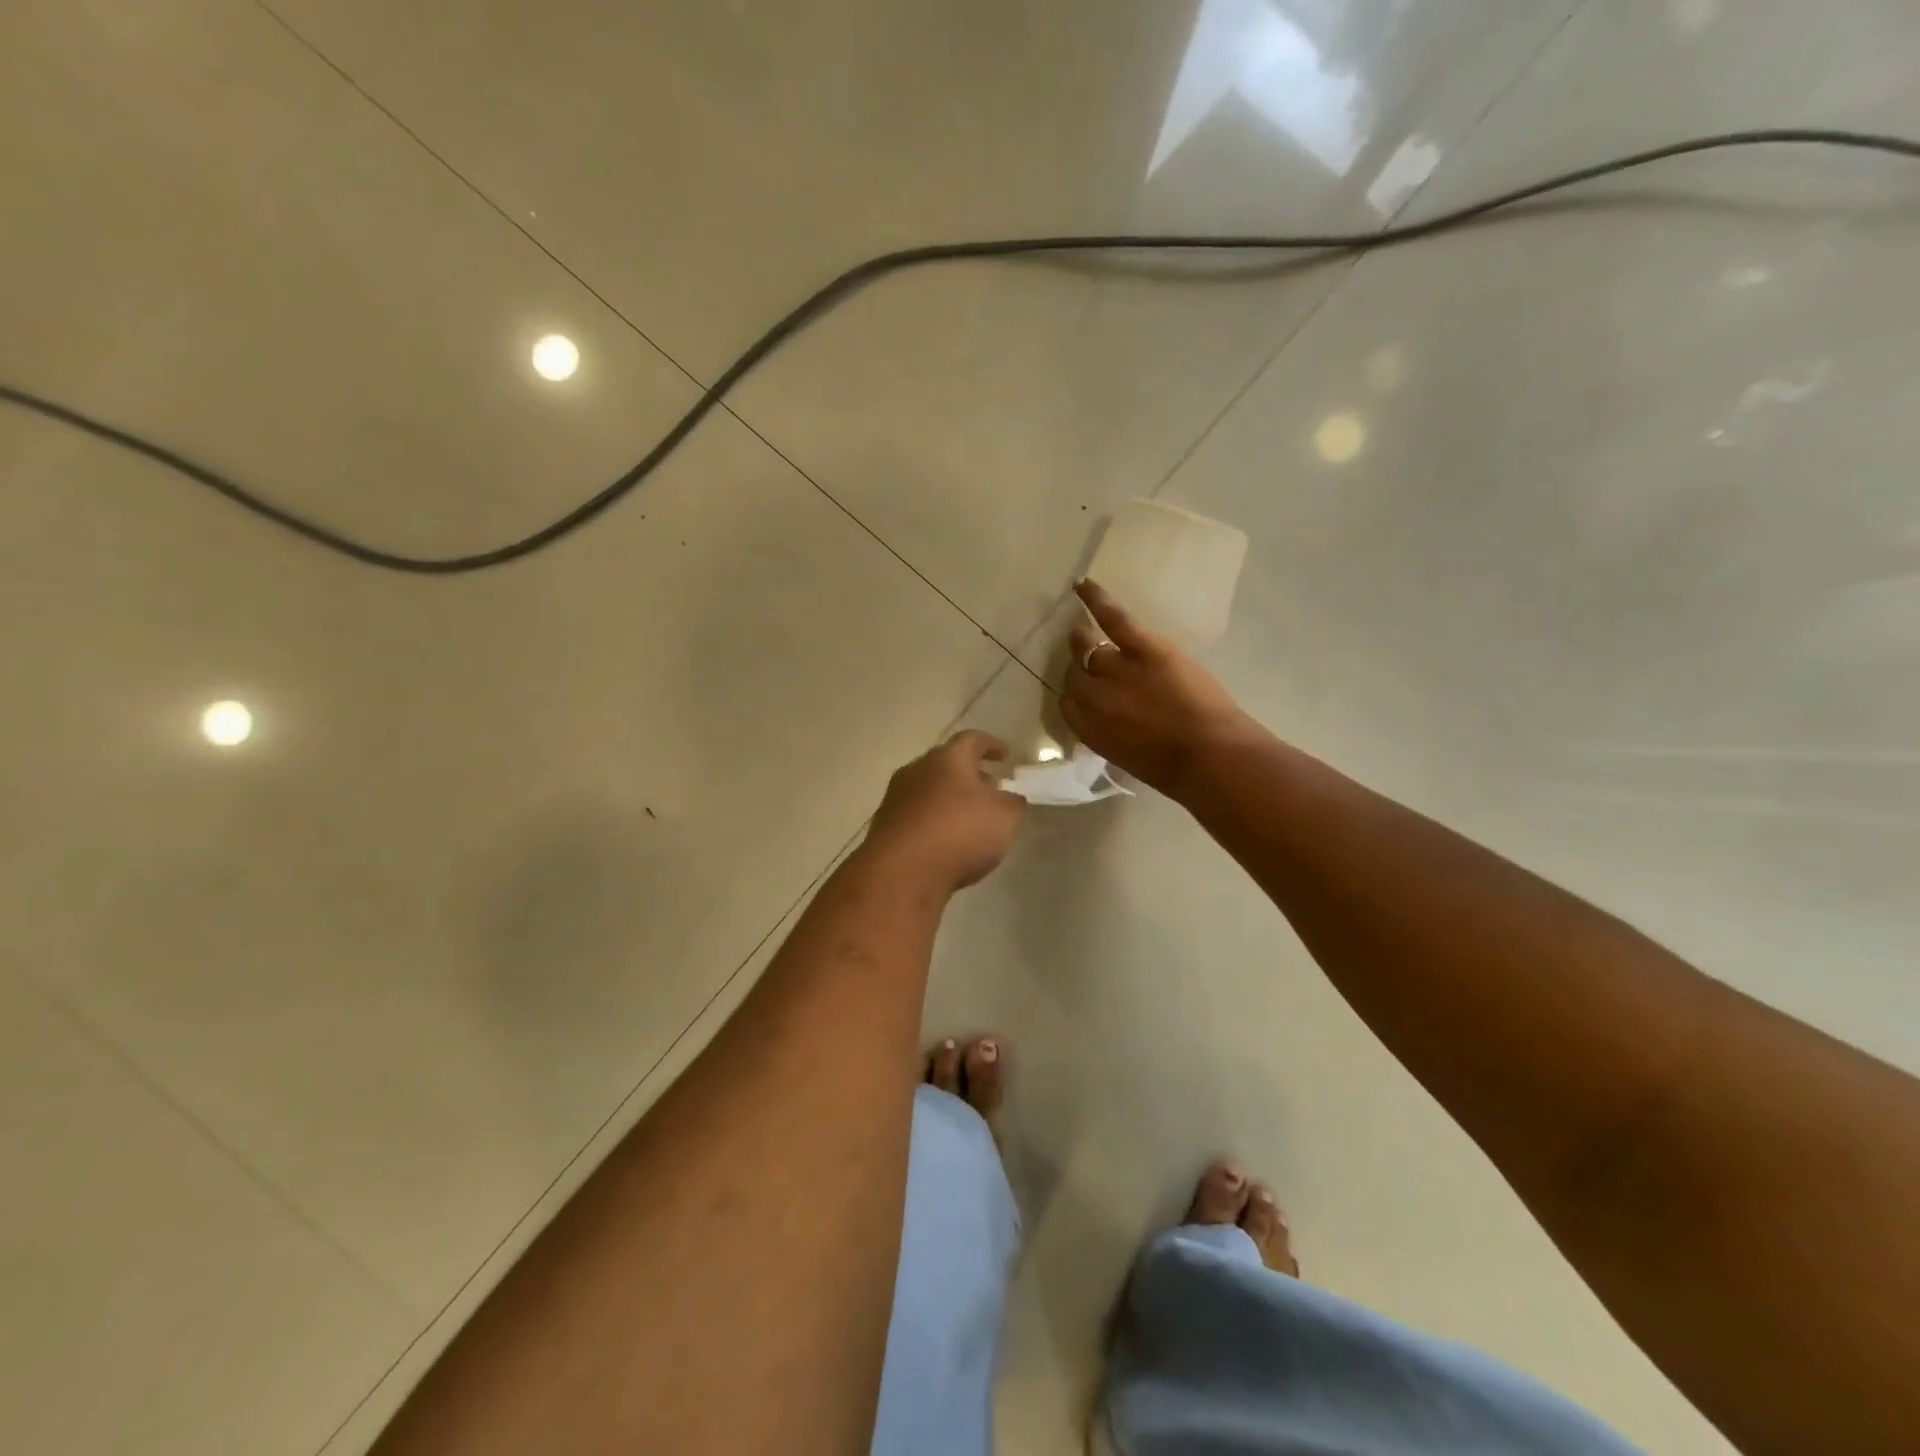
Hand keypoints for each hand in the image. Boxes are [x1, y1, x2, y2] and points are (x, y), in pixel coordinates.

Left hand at [865, 731, 1026, 889]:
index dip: (991, 745)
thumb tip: (1011, 797)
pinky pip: (917, 815)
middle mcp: (917, 770)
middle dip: (970, 774)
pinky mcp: (885, 826)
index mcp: (947, 759)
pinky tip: (946, 841)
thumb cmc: (958, 833)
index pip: (972, 740)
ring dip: (950, 798)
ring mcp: (896, 798)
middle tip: (990, 788)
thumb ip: (1013, 804)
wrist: (900, 873)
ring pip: (929, 789)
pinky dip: (934, 820)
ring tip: (970, 818)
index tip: (1005, 755)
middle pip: (947, 764)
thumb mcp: (1004, 818)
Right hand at [1063, 579, 1262, 797]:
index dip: (1076, 696)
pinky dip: (1097, 599)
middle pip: (1075, 675)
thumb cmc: (1177, 771)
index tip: (1085, 693)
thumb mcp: (1131, 758)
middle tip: (1090, 663)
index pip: (1067, 704)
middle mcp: (1093, 698)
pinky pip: (1113, 618)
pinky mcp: (1143, 648)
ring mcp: (1116, 670)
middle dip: (1081, 670)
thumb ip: (1112, 734)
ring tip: (1081, 630)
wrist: (1212, 757)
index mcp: (1090, 731)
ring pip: (1087, 648)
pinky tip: (1082, 585)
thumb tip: (1112, 720)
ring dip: (1083, 640)